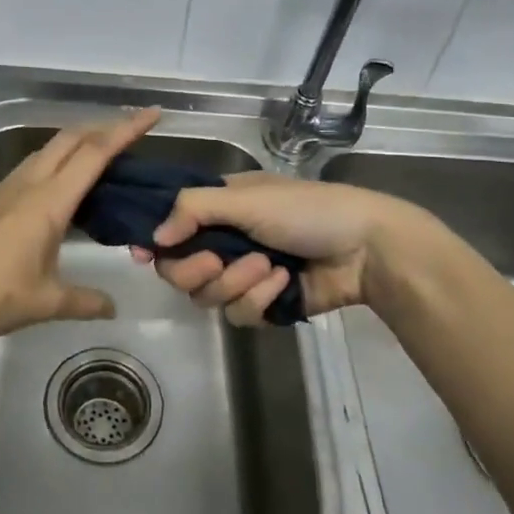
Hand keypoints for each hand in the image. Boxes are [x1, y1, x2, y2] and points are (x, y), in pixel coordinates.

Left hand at [0, 107, 161, 343]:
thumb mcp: (45, 302)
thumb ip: (84, 301)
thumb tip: (113, 307)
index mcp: (49, 200)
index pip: (95, 153)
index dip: (126, 130)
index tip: (152, 115)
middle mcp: (30, 183)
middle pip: (72, 139)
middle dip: (105, 127)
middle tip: (135, 132)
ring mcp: (9, 187)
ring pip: (51, 148)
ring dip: (80, 141)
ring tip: (105, 153)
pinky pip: (36, 164)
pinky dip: (60, 159)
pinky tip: (65, 183)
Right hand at [131, 174, 436, 326]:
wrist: (366, 249)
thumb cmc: (306, 210)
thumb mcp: (246, 198)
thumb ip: (193, 210)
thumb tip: (153, 239)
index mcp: (218, 208)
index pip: (170, 229)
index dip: (157, 244)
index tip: (146, 256)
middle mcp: (224, 241)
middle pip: (180, 271)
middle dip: (197, 269)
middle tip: (218, 261)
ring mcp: (243, 275)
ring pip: (208, 297)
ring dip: (237, 283)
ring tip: (269, 267)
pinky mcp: (264, 304)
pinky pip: (240, 314)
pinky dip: (261, 299)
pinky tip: (285, 283)